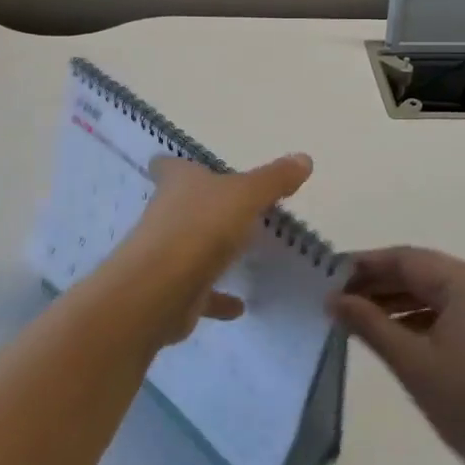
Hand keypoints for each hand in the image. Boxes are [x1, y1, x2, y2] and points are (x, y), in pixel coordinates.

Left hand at [112, 153, 313, 345]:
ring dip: (208, 251)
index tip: (185, 167)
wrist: (161, 289)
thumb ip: (274, 179)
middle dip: (201, 207)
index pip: (168, 167)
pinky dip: (217, 298)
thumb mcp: (245, 195)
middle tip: (230, 207)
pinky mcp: (173, 291)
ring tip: (238, 253)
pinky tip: (240, 306)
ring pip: (188, 247)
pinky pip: (200, 293)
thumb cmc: (201, 227)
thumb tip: (304, 158)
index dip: (174, 166)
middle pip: (180, 206)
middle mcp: (166, 214)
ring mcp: (165, 255)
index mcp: (178, 184)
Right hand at [329, 247, 464, 464]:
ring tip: (359, 316)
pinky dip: (427, 317)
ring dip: (402, 301)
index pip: (408, 259)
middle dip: (382, 284)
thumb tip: (333, 299)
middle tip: (339, 298)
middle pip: (426, 272)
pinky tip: (396, 331)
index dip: (366, 265)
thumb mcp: (412, 363)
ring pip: (441, 291)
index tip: (330, 275)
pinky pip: (459, 309)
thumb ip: (368, 323)